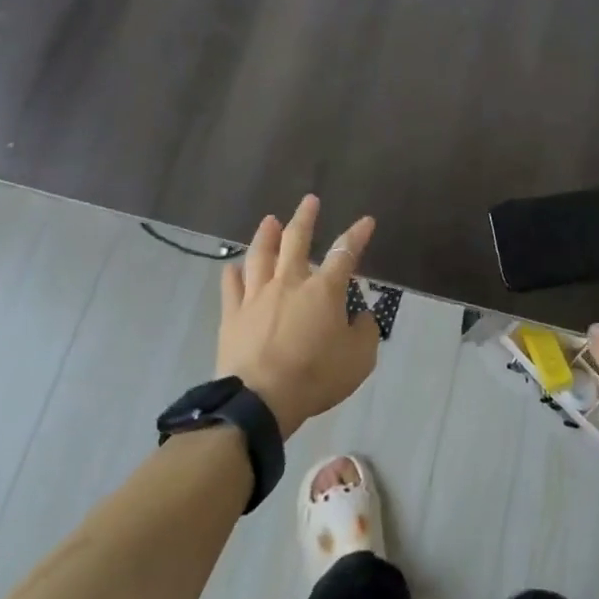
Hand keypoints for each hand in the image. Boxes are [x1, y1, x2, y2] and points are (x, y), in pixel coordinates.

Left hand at [217, 195, 378, 438]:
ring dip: (266, 235)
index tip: (366, 221)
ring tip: (270, 220)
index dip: (357, 235)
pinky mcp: (233, 314)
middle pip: (296, 240)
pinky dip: (233, 273)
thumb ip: (364, 332)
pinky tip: (233, 266)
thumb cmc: (316, 376)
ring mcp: (257, 296)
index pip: (345, 253)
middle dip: (305, 218)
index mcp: (323, 290)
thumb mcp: (359, 359)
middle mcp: (289, 282)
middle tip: (309, 200)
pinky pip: (231, 286)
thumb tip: (361, 317)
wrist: (261, 398)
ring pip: (260, 255)